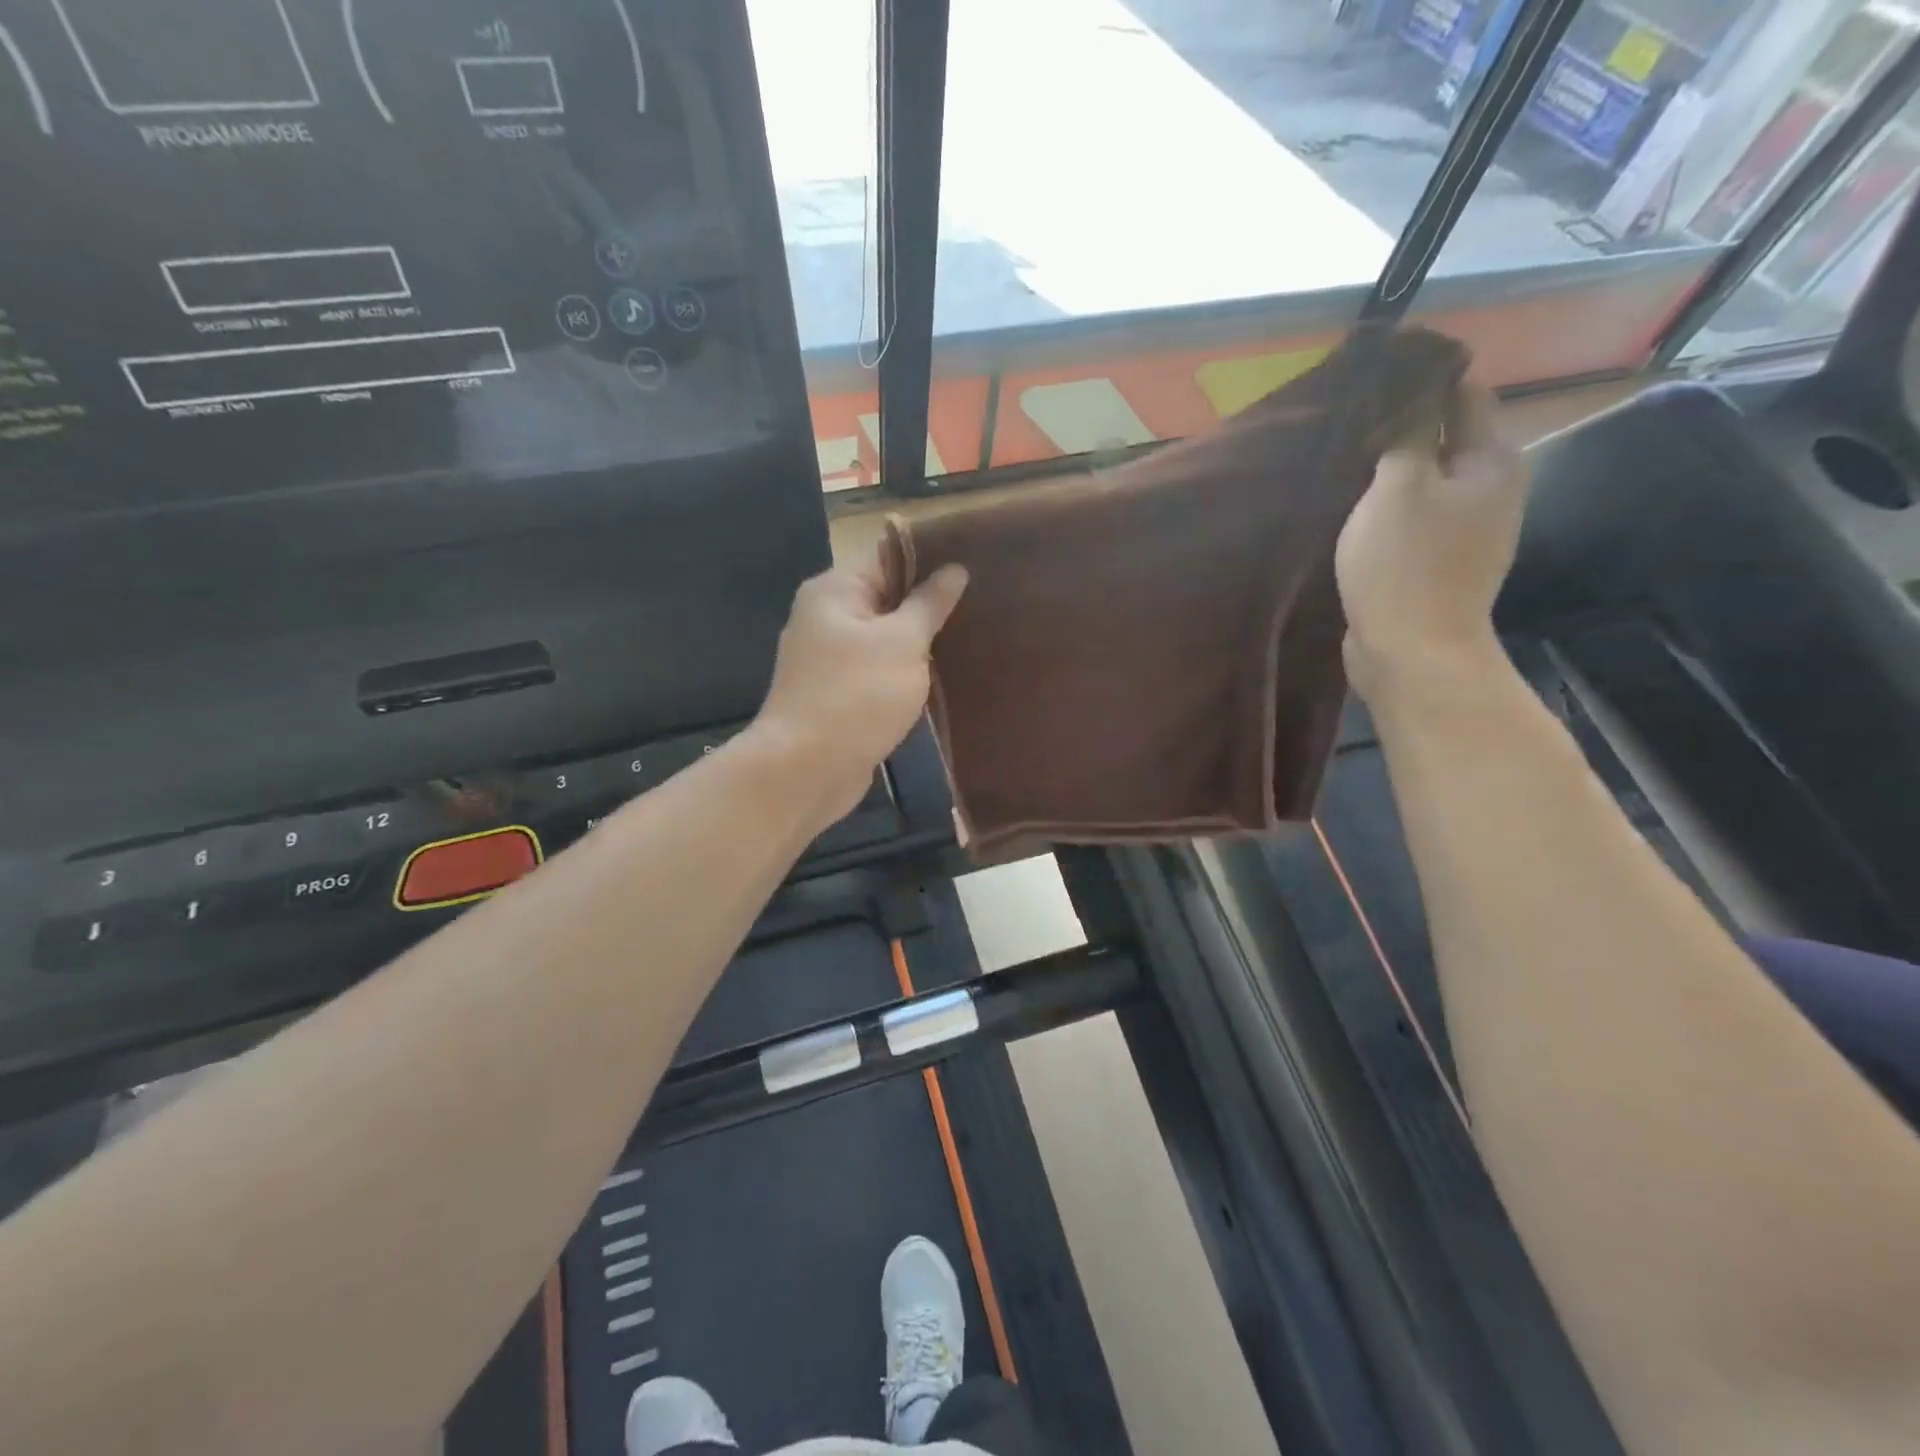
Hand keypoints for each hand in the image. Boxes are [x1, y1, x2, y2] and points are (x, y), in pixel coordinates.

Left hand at [752, 554, 968, 826]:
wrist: (806, 770)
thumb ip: (928, 604)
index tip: (976, 564)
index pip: (888, 557)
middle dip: (930, 604)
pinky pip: (878, 672)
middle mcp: (826, 618)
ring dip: (920, 643)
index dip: (932, 559)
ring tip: (973, 637)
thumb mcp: (902, 643)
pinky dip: (904, 674)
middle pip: (887, 598)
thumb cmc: (856, 695)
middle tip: (985, 603)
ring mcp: (829, 660)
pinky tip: (943, 677)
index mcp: (835, 591)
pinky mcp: (838, 695)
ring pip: (885, 640)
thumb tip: (953, 570)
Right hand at [1335, 382, 1527, 690]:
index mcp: (1491, 460)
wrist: (1413, 653)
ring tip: (1344, 467)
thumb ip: (1408, 431)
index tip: (1371, 381)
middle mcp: (1491, 488)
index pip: (1463, 394)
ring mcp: (1469, 530)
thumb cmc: (1403, 566)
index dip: (1420, 381)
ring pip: (1427, 481)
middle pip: (1445, 438)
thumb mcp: (1397, 487)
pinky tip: (1356, 513)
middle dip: (1401, 429)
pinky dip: (1390, 509)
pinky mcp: (1442, 562)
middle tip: (1348, 427)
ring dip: (1391, 473)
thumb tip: (1415, 387)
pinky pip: (1415, 518)